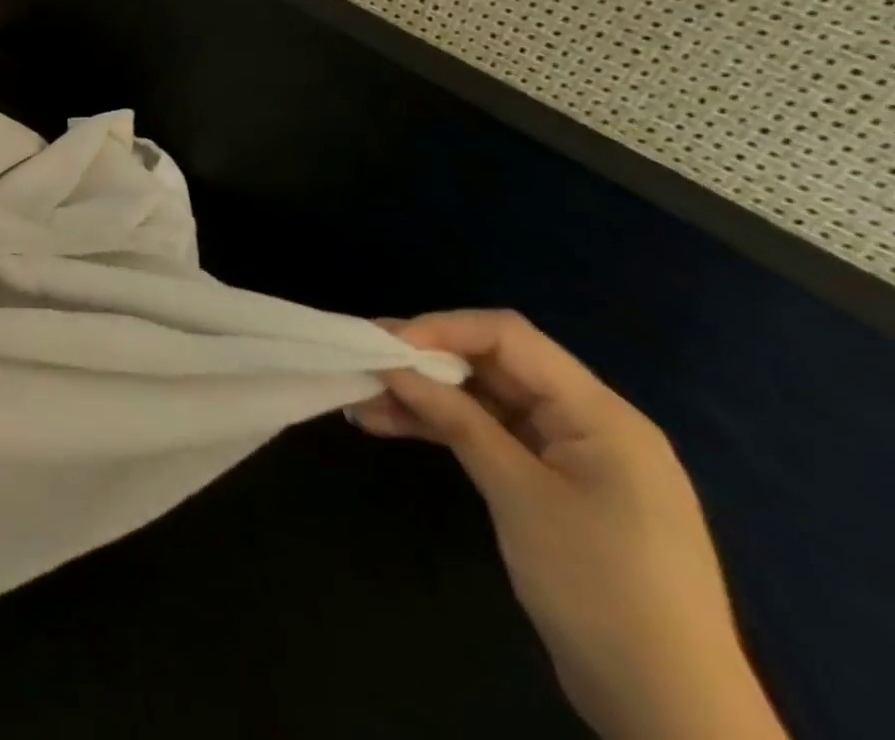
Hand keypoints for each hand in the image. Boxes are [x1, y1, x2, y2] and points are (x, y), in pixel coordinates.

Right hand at [348, 310, 786, 739]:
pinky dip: (442, 429)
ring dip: (424, 397)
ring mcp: (570, 456)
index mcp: (599, 414)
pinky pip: (489, 437)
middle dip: (424, 361)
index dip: (441, 329)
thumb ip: (457, 420)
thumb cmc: (600, 587)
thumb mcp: (519, 495)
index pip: (509, 338)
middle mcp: (587, 422)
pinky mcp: (552, 487)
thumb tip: (394, 366)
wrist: (668, 710)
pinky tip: (389, 425)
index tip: (384, 345)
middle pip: (493, 365)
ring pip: (483, 401)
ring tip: (362, 399)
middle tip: (363, 361)